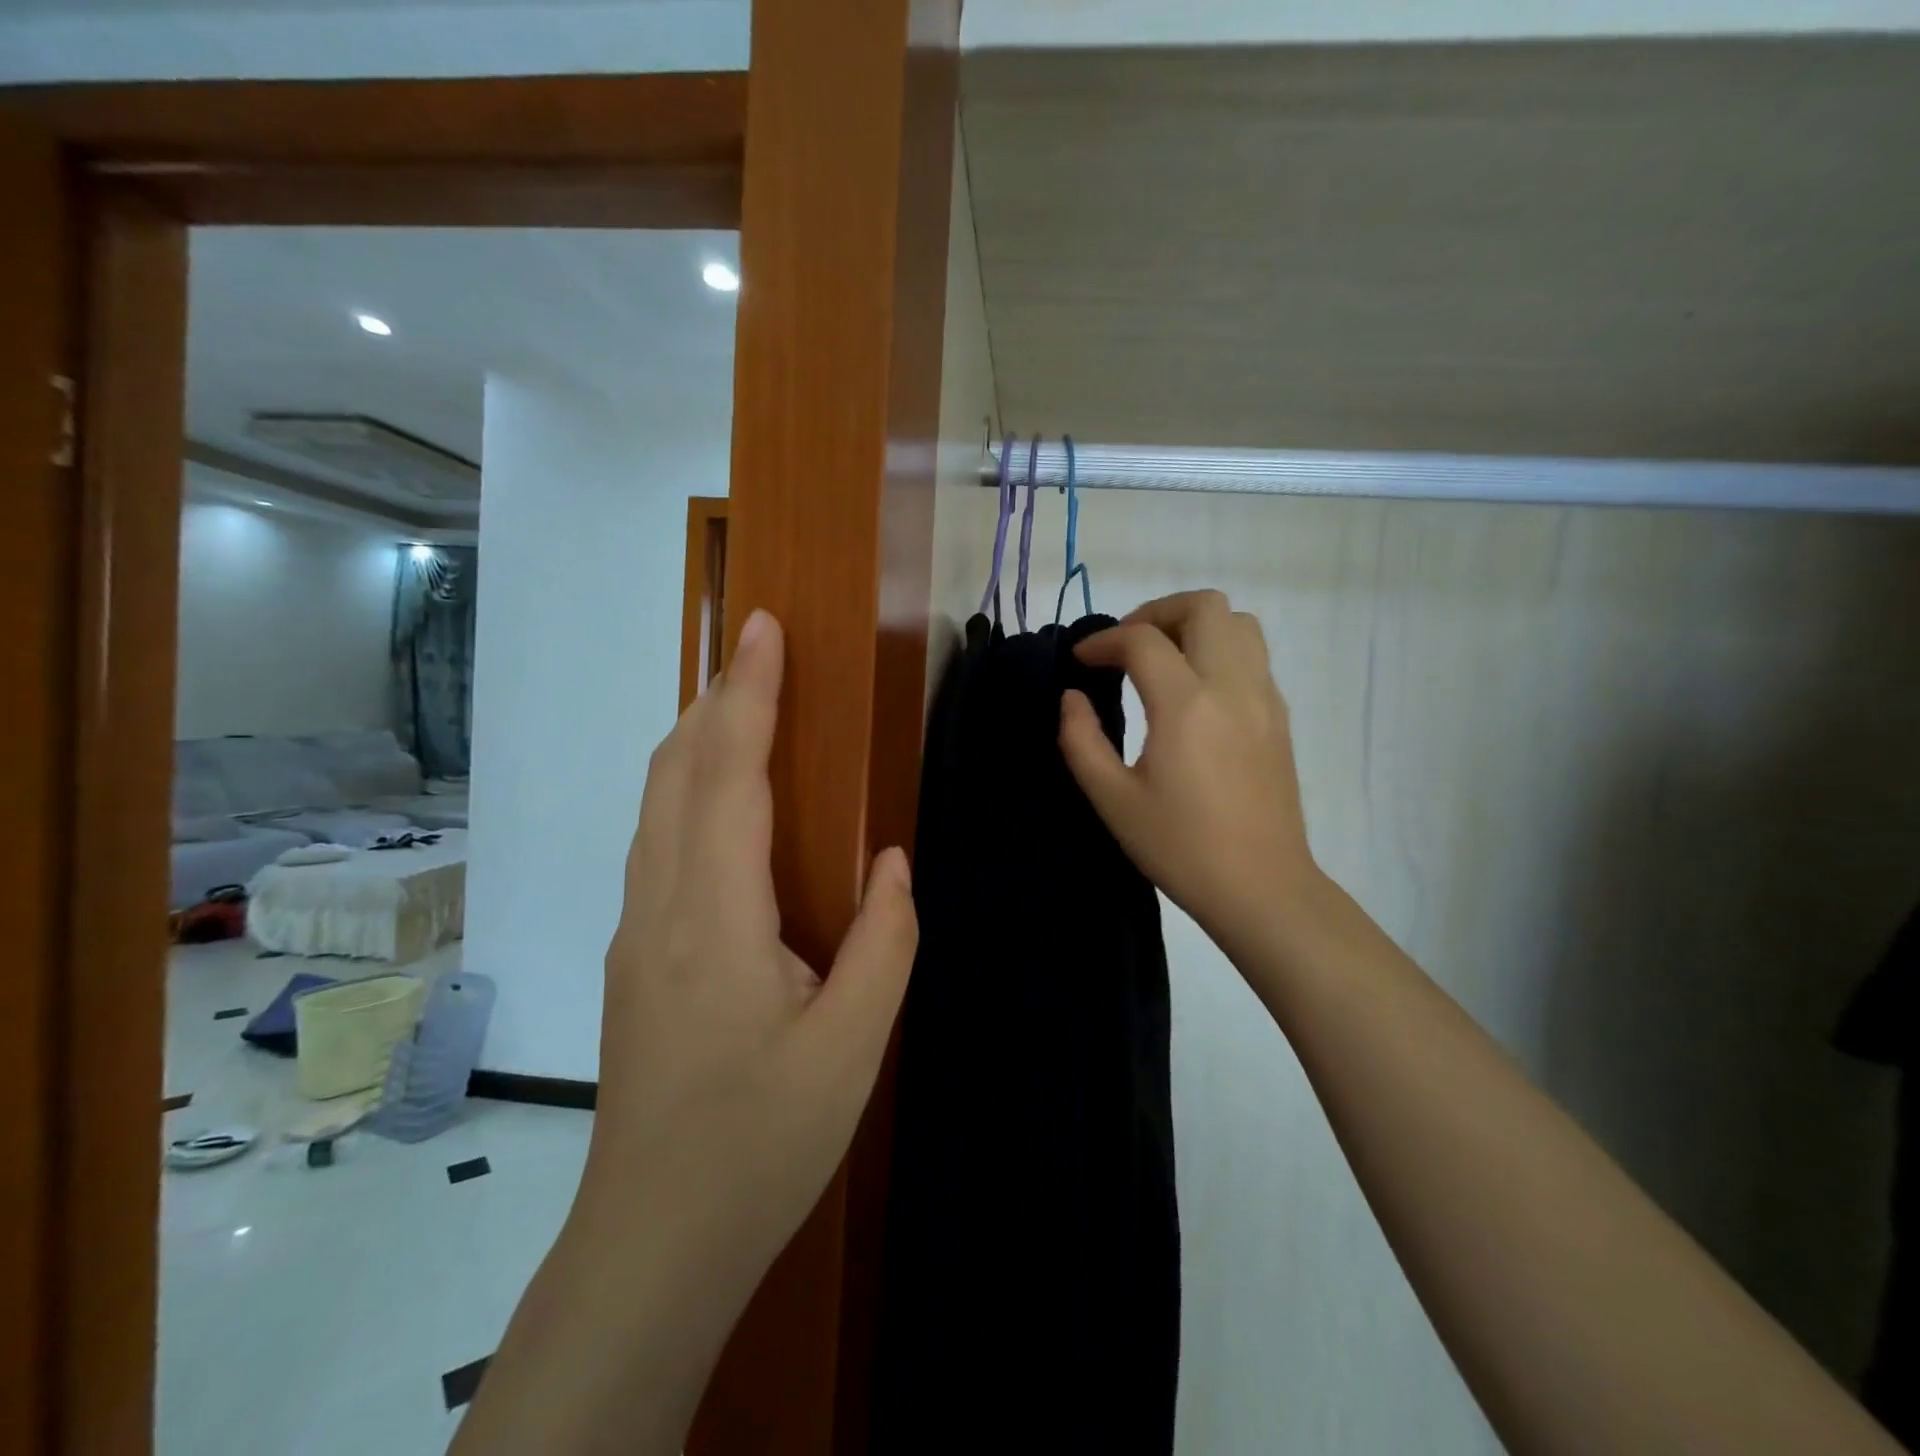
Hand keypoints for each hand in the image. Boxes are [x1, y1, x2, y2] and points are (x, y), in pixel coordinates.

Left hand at [454, 609, 917, 1455]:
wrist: (655, 1239)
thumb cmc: (762, 1142)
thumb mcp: (852, 1046)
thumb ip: (885, 940)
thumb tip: (893, 861)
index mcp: (715, 918)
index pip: (725, 776)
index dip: (747, 695)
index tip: (764, 630)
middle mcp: (661, 906)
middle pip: (674, 774)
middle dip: (716, 700)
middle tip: (759, 650)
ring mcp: (638, 931)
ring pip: (656, 806)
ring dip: (696, 741)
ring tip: (742, 705)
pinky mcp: (638, 956)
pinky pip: (658, 843)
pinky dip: (688, 790)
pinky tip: (722, 801)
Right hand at [1059, 590, 1317, 955]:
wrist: (1260, 887)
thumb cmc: (1180, 847)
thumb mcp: (1112, 799)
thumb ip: (1081, 740)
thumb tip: (1073, 698)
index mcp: (1186, 705)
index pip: (1142, 641)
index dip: (1103, 641)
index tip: (1081, 661)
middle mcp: (1232, 686)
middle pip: (1203, 606)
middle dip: (1155, 612)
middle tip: (1126, 647)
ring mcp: (1264, 698)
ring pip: (1238, 622)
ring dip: (1194, 625)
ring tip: (1162, 659)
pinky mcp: (1280, 717)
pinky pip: (1253, 655)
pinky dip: (1218, 650)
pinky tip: (1194, 691)